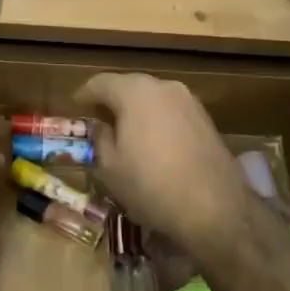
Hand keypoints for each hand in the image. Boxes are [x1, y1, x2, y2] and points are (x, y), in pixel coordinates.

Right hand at [75, 73, 252, 256]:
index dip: (84, 94)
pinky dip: (157, 120)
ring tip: (125, 131)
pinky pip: (171, 111)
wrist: (215, 208)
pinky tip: (152, 142)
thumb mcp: (110, 167)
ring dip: (136, 110)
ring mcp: (189, 101)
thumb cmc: (151, 185)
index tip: (74, 107)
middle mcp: (163, 87)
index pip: (100, 82)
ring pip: (153, 98)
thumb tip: (100, 126)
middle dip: (112, 100)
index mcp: (134, 92)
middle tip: (98, 118)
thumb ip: (100, 139)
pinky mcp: (206, 119)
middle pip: (129, 85)